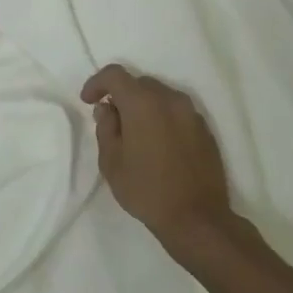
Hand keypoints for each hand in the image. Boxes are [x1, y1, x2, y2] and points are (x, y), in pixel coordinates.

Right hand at [81, 64, 257, 268]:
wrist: (196, 218)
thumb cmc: (146, 190)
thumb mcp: (111, 162)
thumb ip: (106, 127)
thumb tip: (107, 108)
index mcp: (143, 103)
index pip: (115, 74)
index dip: (97, 83)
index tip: (88, 101)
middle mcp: (170, 100)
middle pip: (139, 83)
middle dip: (121, 95)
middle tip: (111, 120)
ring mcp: (191, 113)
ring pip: (160, 96)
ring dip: (143, 106)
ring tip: (135, 133)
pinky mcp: (205, 129)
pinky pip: (177, 112)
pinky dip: (162, 117)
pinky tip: (158, 144)